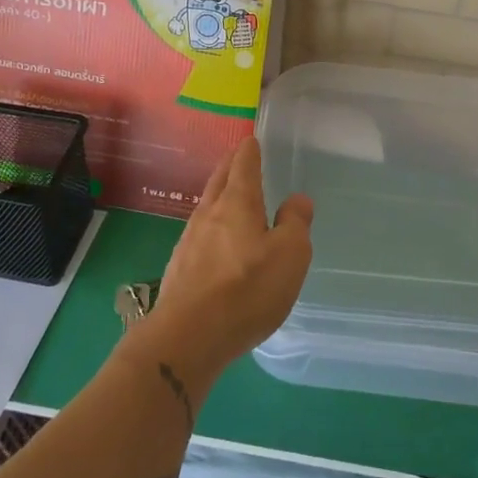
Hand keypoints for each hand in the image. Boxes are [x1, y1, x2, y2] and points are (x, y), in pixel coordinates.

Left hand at [144, 137, 313, 386]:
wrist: (188, 337)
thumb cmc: (247, 289)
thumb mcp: (290, 255)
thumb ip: (295, 223)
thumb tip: (297, 199)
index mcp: (237, 202)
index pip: (243, 164)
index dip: (250, 150)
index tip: (252, 140)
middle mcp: (209, 214)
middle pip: (219, 180)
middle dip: (230, 166)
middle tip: (240, 158)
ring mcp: (189, 241)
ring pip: (206, 207)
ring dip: (219, 196)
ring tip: (232, 198)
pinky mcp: (180, 268)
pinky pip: (200, 235)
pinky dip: (212, 227)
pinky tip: (218, 243)